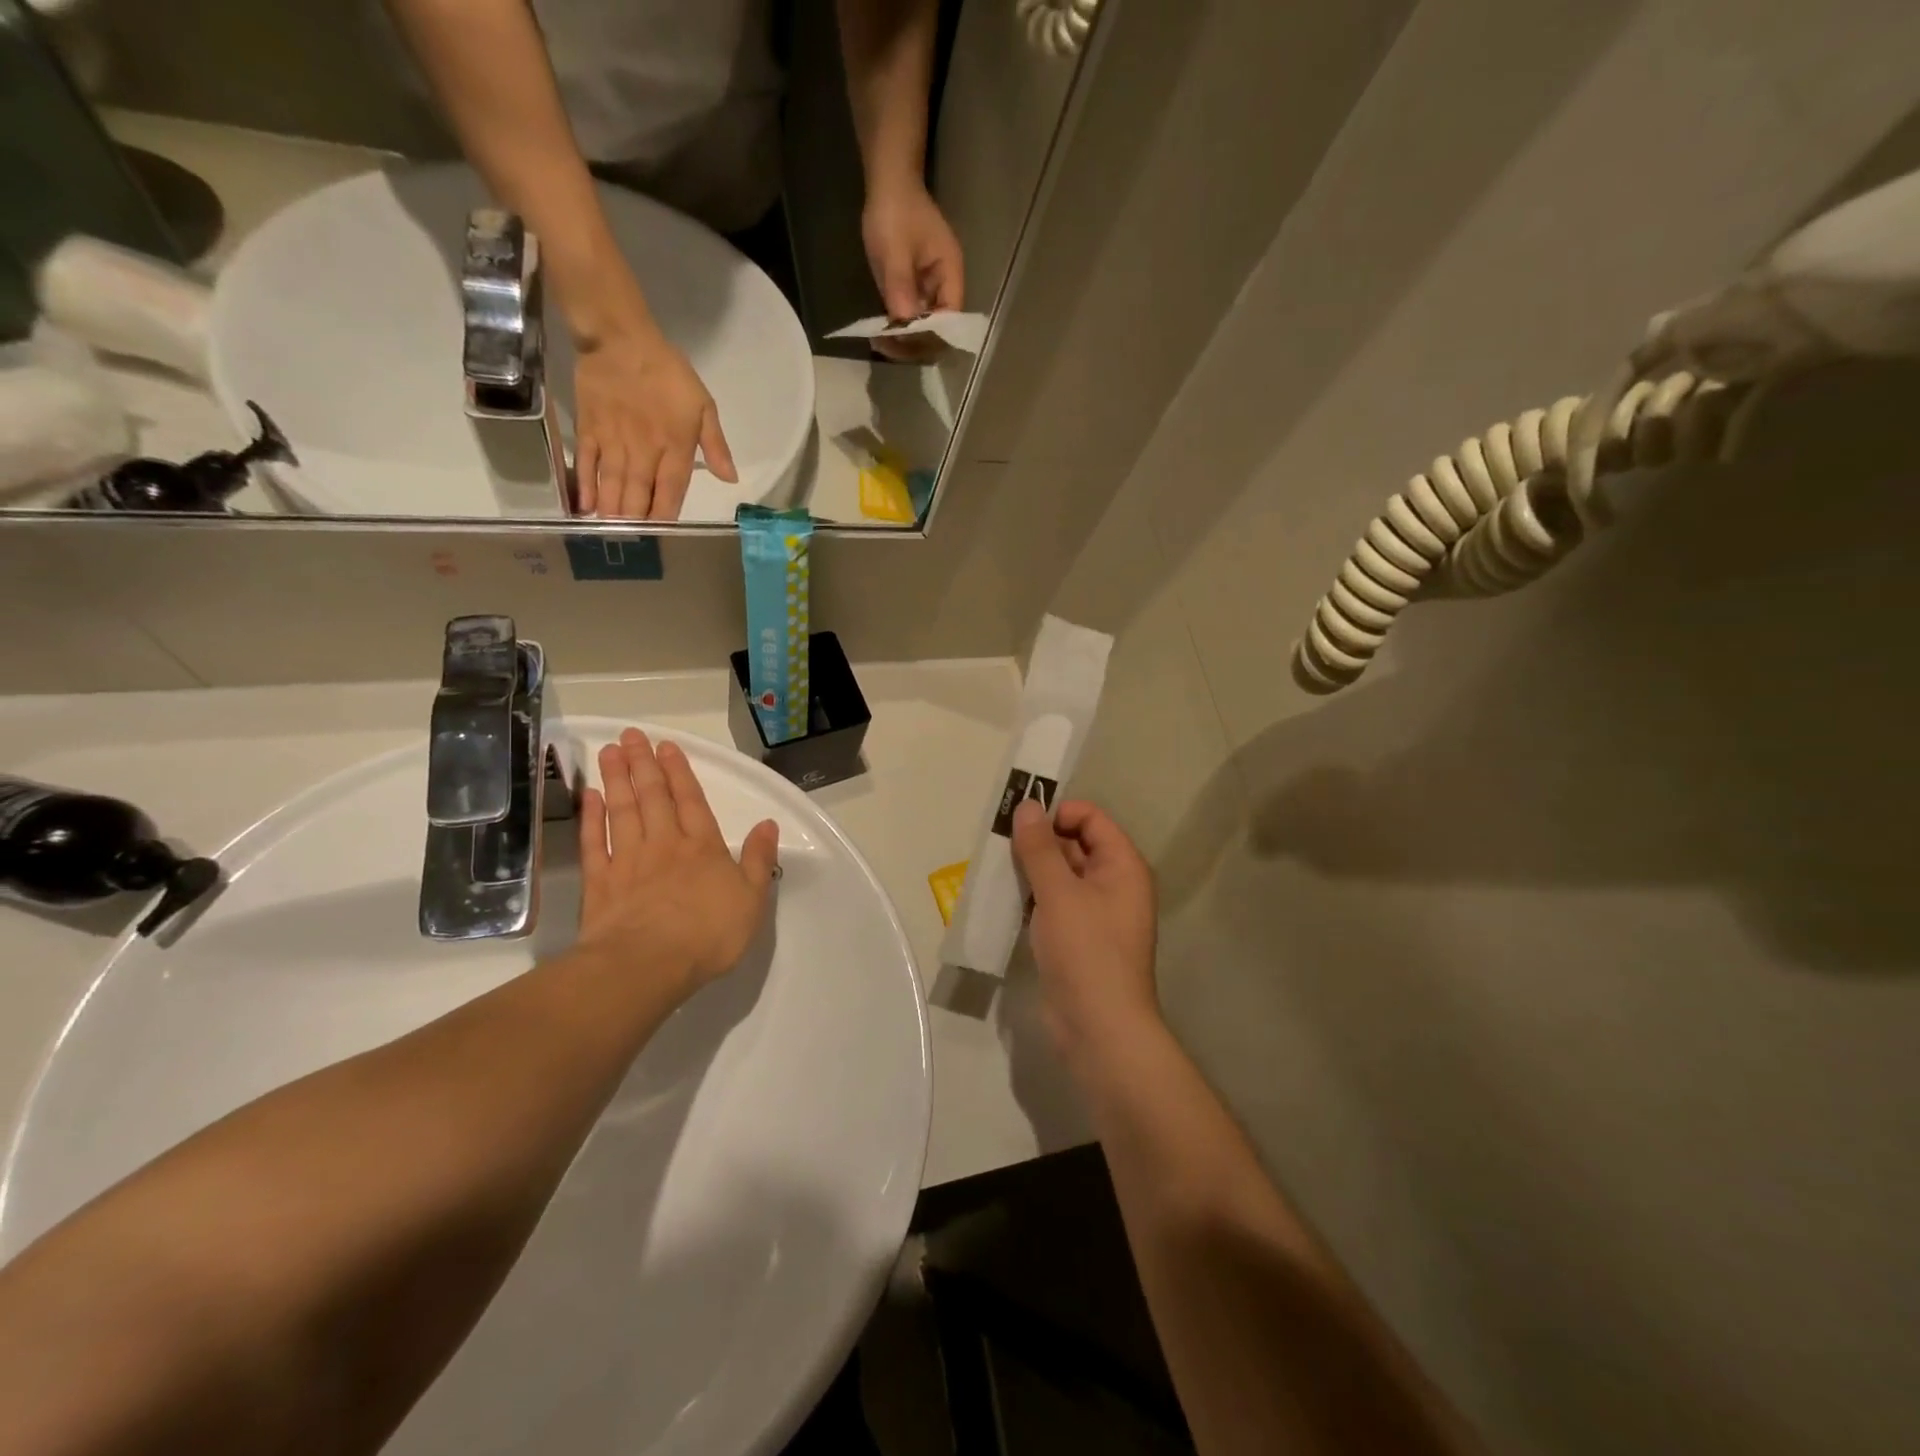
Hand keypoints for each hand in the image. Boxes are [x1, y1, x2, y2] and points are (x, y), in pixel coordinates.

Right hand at [572, 326, 737, 519]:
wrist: (620, 338)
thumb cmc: (668, 372)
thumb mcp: (704, 405)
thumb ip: (716, 445)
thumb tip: (731, 479)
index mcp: (675, 448)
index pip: (671, 492)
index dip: (665, 516)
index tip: (661, 537)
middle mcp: (644, 451)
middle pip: (638, 496)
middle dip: (635, 522)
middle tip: (632, 544)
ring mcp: (613, 442)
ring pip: (613, 486)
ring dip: (612, 512)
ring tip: (610, 534)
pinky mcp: (588, 430)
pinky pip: (586, 465)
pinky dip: (585, 487)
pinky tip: (584, 507)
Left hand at [575, 728, 779, 999]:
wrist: (647, 965)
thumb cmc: (708, 934)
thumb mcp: (752, 898)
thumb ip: (759, 859)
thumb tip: (768, 823)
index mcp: (703, 847)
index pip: (691, 801)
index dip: (679, 772)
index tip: (666, 746)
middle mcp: (664, 845)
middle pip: (652, 797)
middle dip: (643, 764)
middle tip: (631, 735)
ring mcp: (628, 861)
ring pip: (622, 811)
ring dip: (617, 780)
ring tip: (610, 751)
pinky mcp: (600, 883)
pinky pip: (593, 842)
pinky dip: (591, 818)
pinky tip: (589, 797)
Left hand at [861, 181, 963, 360]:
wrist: (888, 181)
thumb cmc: (895, 209)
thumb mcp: (895, 249)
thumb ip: (901, 285)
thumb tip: (904, 324)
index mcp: (951, 274)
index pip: (950, 319)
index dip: (930, 335)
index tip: (904, 341)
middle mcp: (945, 286)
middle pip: (938, 329)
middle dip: (915, 342)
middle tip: (886, 347)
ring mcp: (930, 289)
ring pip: (923, 327)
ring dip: (904, 339)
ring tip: (879, 344)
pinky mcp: (914, 288)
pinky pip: (909, 316)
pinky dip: (897, 327)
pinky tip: (879, 334)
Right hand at [1010, 799, 1160, 1061]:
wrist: (1099, 1029)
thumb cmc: (1085, 951)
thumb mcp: (1059, 893)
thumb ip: (1039, 847)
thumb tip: (1026, 805)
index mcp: (1122, 865)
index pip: (1091, 818)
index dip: (1058, 813)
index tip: (1020, 821)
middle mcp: (1114, 884)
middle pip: (1075, 844)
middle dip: (1038, 841)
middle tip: (998, 843)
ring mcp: (1095, 914)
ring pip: (1060, 876)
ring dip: (1031, 870)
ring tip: (996, 869)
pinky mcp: (1078, 939)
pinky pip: (1054, 904)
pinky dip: (1032, 898)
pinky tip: (1004, 900)